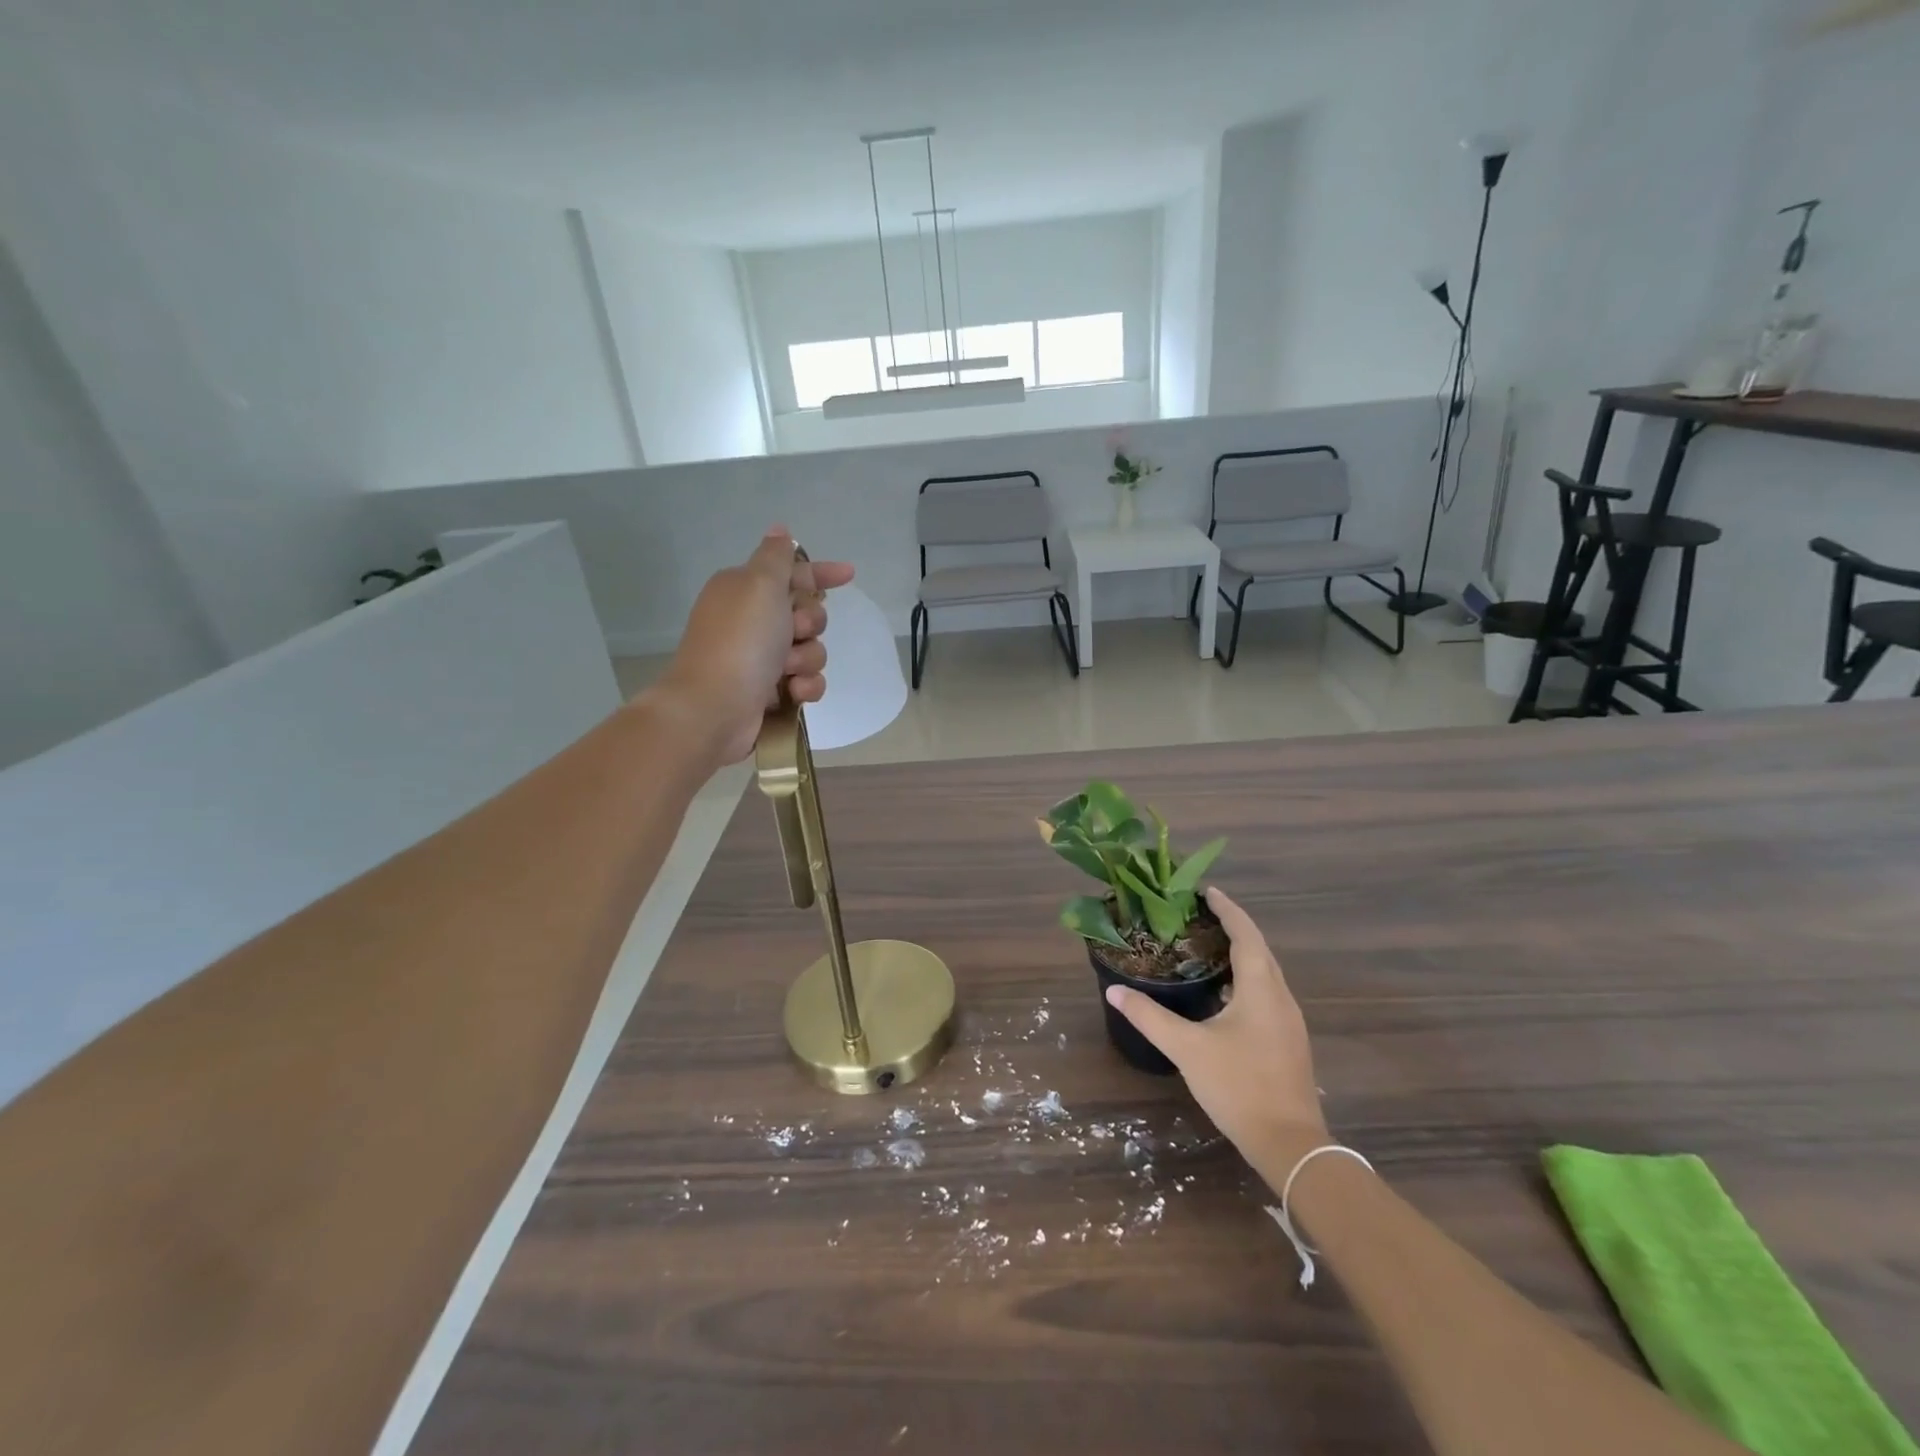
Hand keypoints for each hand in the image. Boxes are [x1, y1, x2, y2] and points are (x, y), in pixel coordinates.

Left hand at [652, 527, 854, 766]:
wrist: (714, 707)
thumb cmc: (740, 641)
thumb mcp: (760, 585)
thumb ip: (776, 557)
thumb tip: (780, 530)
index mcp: (745, 589)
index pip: (791, 573)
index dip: (820, 573)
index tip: (849, 574)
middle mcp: (752, 621)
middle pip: (806, 613)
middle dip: (811, 623)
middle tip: (794, 630)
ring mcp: (760, 658)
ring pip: (810, 649)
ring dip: (807, 658)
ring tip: (787, 670)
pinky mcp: (769, 691)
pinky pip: (806, 681)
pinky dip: (804, 686)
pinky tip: (792, 692)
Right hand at [1105, 887, 1328, 1175]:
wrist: (1290, 1144)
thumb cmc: (1239, 1086)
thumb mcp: (1187, 1048)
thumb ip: (1150, 1017)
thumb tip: (1115, 992)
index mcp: (1261, 988)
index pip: (1246, 934)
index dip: (1227, 910)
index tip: (1206, 891)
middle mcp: (1281, 997)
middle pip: (1259, 949)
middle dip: (1233, 927)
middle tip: (1199, 915)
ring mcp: (1288, 1021)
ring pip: (1265, 972)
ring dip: (1241, 953)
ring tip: (1206, 946)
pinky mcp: (1287, 1041)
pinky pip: (1266, 993)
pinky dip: (1245, 978)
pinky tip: (1222, 992)